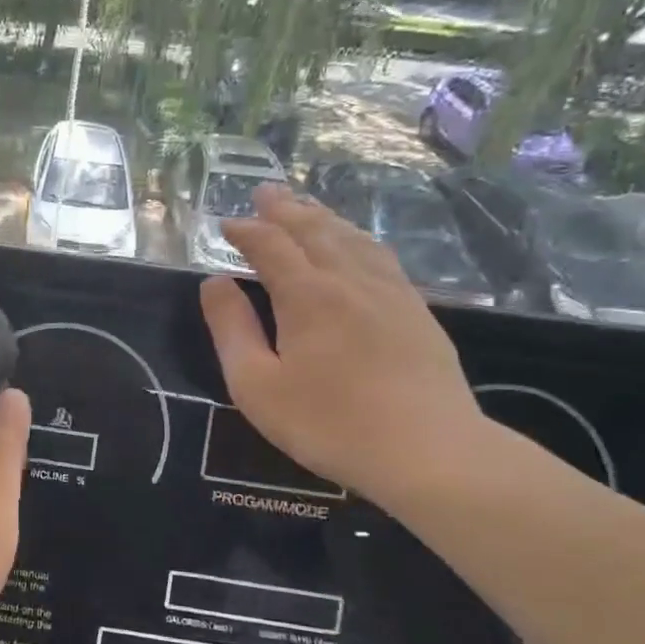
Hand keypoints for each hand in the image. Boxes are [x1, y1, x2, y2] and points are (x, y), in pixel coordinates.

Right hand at [200, 184, 486, 507]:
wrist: (430, 452)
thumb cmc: (328, 423)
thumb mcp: (256, 384)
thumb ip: (231, 329)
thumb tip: (215, 282)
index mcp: (307, 295)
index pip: (271, 246)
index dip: (246, 230)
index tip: (226, 223)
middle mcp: (349, 280)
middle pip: (314, 230)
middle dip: (285, 209)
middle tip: (265, 191)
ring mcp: (390, 292)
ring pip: (351, 238)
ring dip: (323, 217)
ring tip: (306, 206)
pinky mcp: (417, 311)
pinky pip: (380, 256)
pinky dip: (357, 238)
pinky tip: (357, 244)